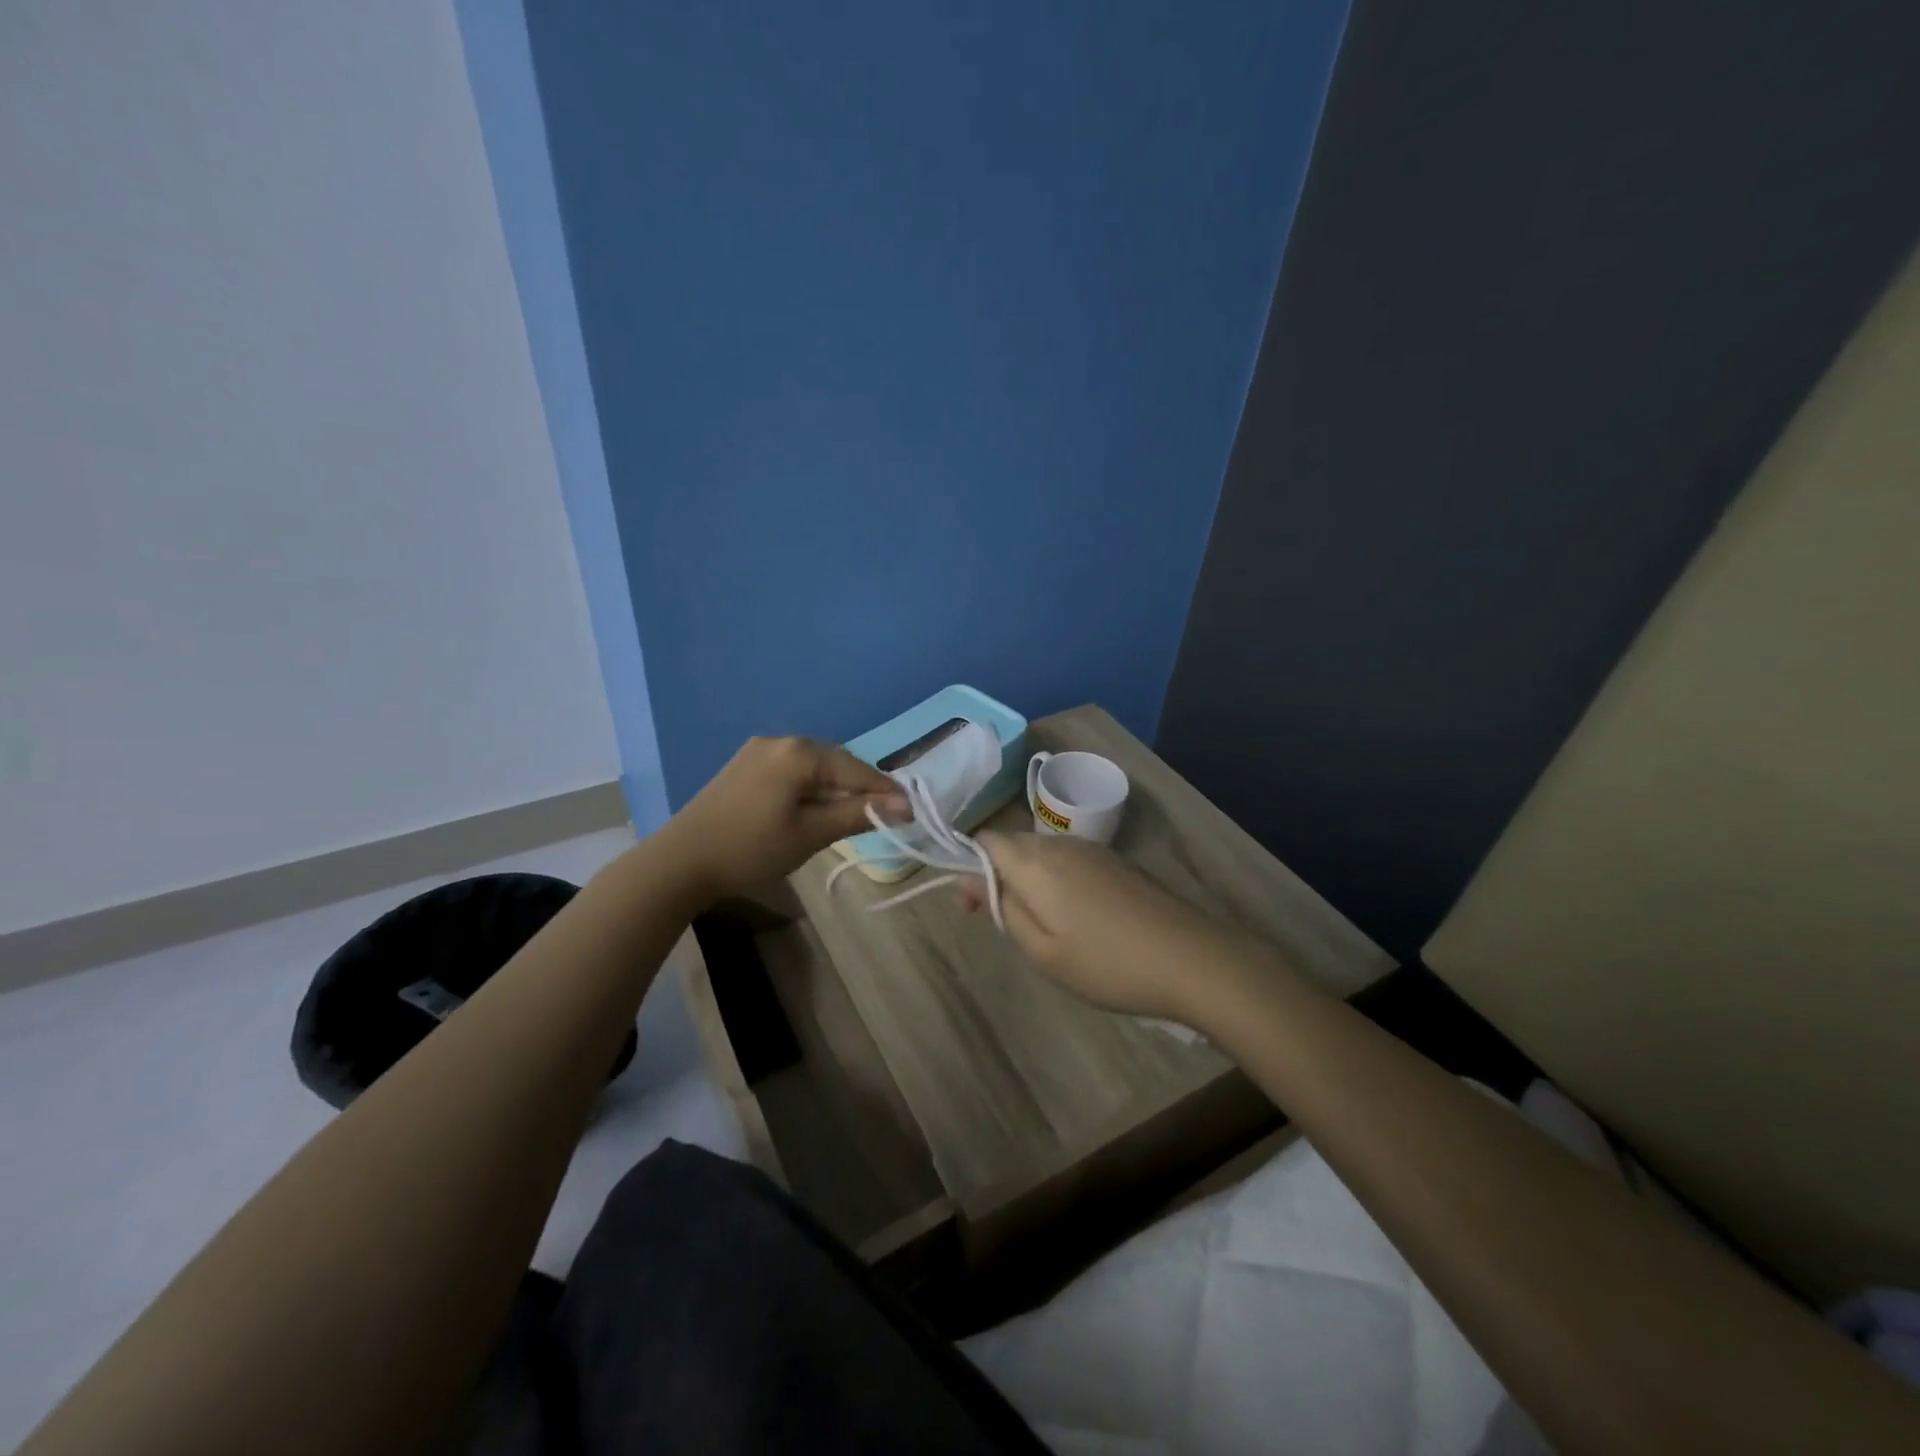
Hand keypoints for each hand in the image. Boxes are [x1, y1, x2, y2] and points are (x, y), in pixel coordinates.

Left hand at [666, 737, 906, 902]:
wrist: (681, 861)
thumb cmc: (751, 848)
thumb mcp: (811, 833)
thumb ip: (858, 814)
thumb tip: (903, 805)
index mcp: (800, 752)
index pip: (857, 769)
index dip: (886, 792)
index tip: (911, 813)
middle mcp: (781, 741)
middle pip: (836, 763)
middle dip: (861, 789)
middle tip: (884, 817)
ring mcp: (759, 751)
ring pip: (813, 768)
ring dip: (836, 790)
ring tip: (853, 816)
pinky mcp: (744, 766)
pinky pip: (791, 772)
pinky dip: (810, 789)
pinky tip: (814, 810)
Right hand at [958, 832, 1247, 1022]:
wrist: (1191, 958)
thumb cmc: (1108, 963)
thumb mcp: (1043, 951)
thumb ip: (1003, 909)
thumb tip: (969, 879)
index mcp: (1036, 863)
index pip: (985, 840)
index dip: (968, 867)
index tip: (973, 908)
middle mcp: (1061, 845)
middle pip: (1013, 844)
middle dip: (996, 875)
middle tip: (1004, 924)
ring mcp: (1093, 850)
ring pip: (1042, 852)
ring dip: (1027, 879)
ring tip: (1041, 926)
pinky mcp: (1117, 862)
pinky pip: (1069, 860)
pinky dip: (1056, 880)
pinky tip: (1076, 917)